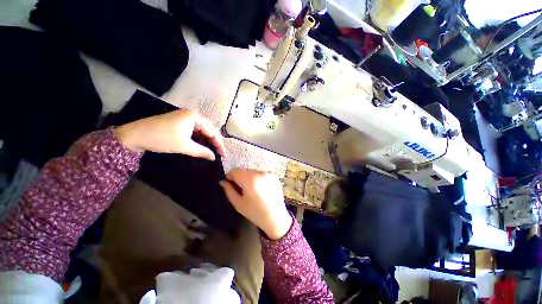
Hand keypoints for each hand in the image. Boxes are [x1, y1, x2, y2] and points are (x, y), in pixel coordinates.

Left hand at [114, 110, 225, 160]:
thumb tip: (214, 157)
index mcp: (195, 117)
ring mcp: (185, 118)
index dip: (219, 144)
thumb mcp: (183, 146)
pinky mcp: (179, 122)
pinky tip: (201, 145)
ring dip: (207, 140)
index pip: (213, 131)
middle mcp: (192, 115)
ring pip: (202, 130)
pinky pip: (195, 130)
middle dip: (214, 142)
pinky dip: (199, 138)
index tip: (223, 155)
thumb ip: (202, 151)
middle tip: (219, 153)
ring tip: (212, 150)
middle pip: (209, 129)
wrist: (133, 135)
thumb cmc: (161, 138)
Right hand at [219, 169, 291, 239]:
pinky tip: (259, 188)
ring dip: (249, 177)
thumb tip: (222, 182)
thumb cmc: (255, 212)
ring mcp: (268, 174)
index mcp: (250, 179)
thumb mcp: (238, 203)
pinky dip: (258, 178)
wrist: (276, 218)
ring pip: (253, 171)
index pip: (236, 171)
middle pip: (245, 170)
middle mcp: (260, 173)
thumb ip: (229, 190)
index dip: (230, 175)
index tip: (228, 182)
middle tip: (239, 187)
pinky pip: (261, 174)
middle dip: (240, 177)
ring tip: (250, 189)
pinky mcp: (274, 176)